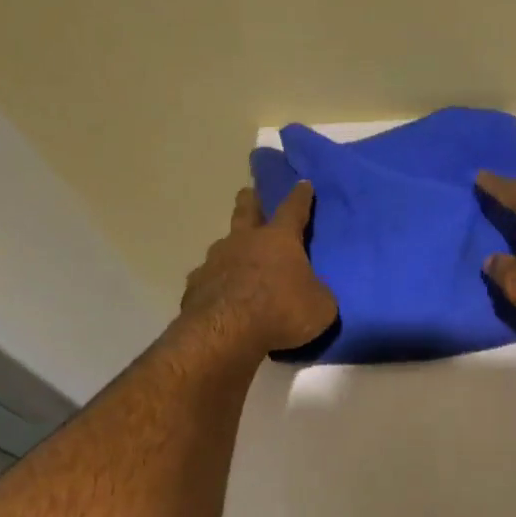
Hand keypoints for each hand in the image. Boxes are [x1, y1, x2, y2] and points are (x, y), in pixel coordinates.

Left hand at [179, 182, 337, 356]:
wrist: (226, 333)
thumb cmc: (281, 312)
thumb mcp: (320, 306)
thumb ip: (317, 293)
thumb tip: (313, 292)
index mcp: (279, 239)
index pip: (293, 209)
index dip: (300, 196)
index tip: (303, 183)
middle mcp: (244, 241)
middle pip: (246, 211)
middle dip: (250, 200)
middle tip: (249, 193)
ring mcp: (215, 260)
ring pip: (223, 244)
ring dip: (231, 246)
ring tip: (235, 256)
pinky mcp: (195, 285)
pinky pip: (208, 277)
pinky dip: (215, 281)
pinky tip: (218, 293)